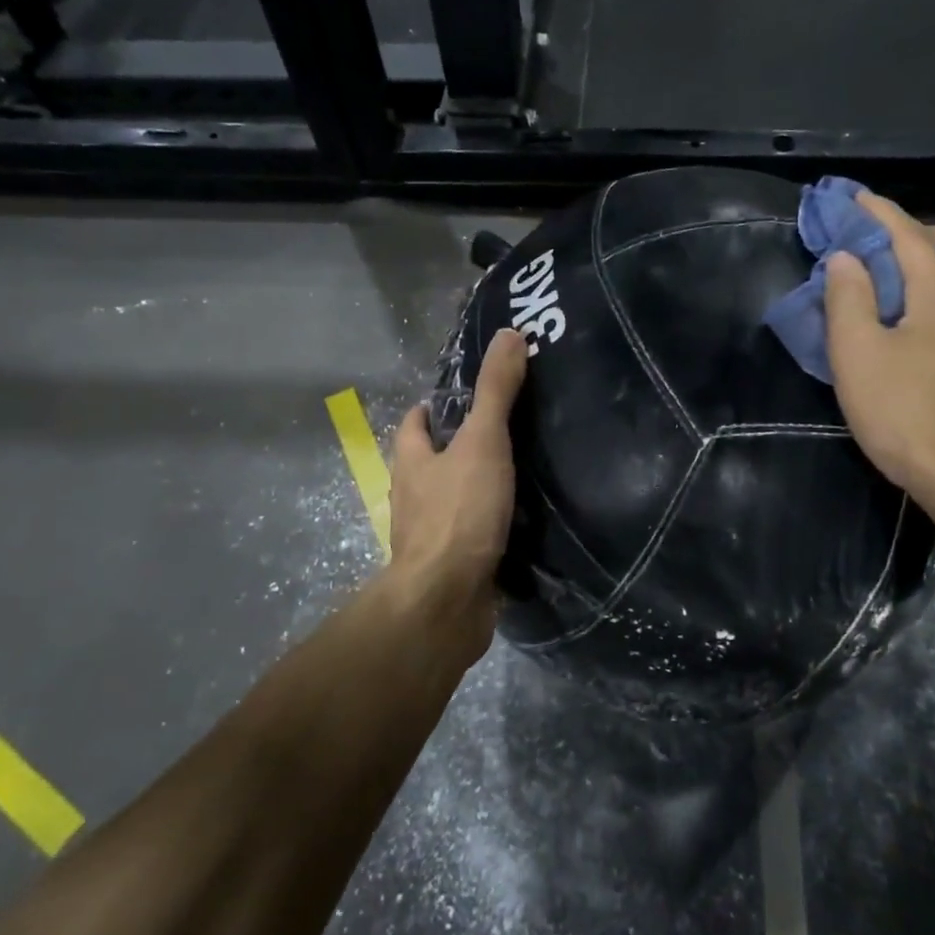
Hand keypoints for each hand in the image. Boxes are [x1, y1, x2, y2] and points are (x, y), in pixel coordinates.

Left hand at [382, 328, 529, 654]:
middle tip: (506, 432)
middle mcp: (414, 497)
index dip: (434, 407)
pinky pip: (472, 537)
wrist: (447, 601)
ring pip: (453, 501)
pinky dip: (490, 528)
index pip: (415, 424)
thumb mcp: (482, 441)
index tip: (464, 398)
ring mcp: (431, 536)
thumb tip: (509, 333)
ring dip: (477, 489)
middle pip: (432, 462)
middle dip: (460, 448)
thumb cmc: (459, 513)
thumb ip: (495, 391)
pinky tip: (520, 525)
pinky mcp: (452, 568)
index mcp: (412, 462)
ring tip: (522, 474)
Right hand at [824, 193, 934, 514]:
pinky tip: (933, 324)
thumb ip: (849, 301)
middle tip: (883, 238)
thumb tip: (846, 258)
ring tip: (909, 276)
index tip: (854, 198)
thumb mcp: (858, 355)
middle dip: (917, 232)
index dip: (878, 213)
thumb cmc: (906, 412)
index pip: (907, 235)